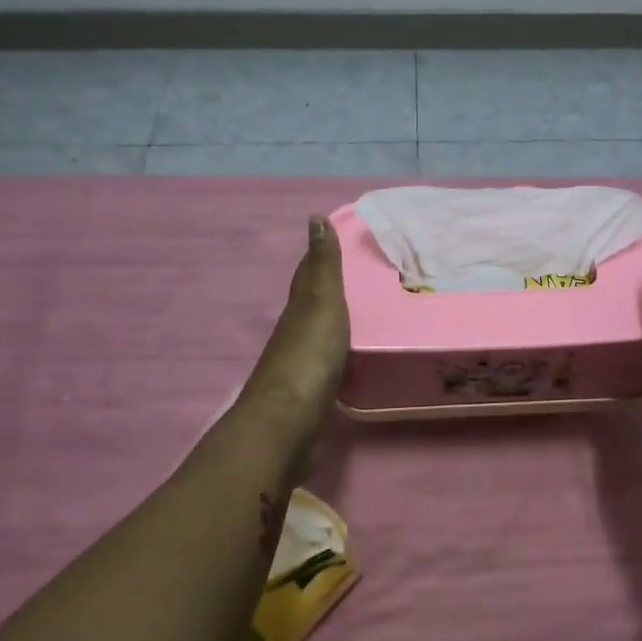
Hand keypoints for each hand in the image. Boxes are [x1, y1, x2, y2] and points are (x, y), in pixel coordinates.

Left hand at [238, 215, 350, 470]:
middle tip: (351, 279)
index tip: (327, 239)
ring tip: (353, 318)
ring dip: (329, 325)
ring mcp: (298, 369)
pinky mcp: (308, 398)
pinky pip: (324, 366)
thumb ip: (323, 266)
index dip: (315, 258)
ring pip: (315, 337)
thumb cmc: (309, 356)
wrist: (288, 422)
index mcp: (298, 310)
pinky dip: (334, 355)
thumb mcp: (321, 302)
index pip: (306, 277)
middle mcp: (293, 335)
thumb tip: (315, 218)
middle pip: (307, 306)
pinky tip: (344, 361)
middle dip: (323, 291)